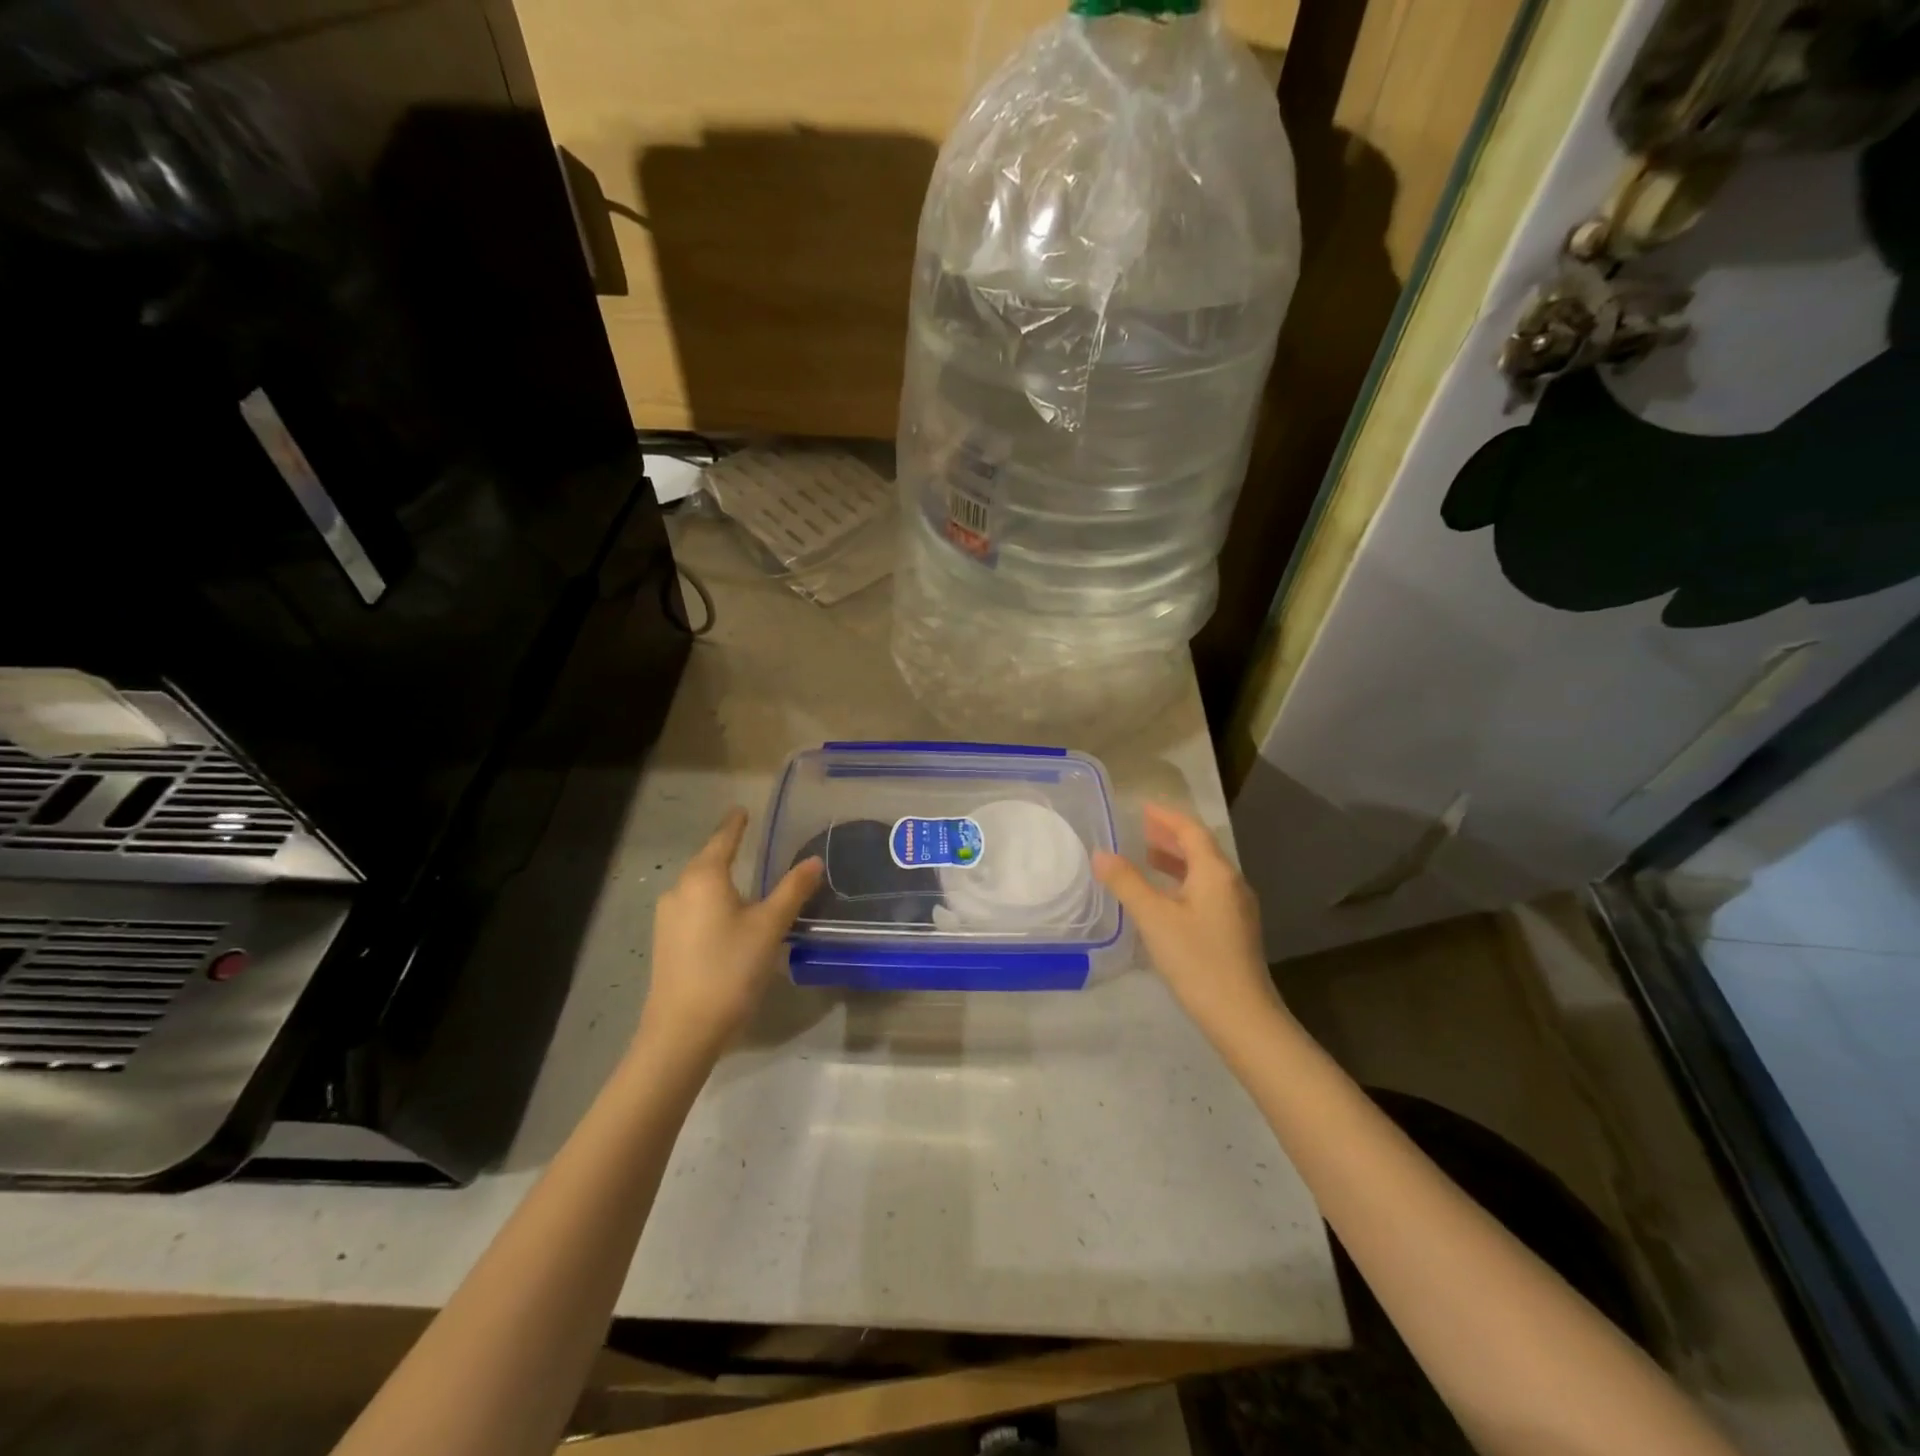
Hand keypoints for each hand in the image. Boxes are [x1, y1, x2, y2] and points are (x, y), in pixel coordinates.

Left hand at [639, 808, 822, 1055]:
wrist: (682, 1030)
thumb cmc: (729, 968)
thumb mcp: (770, 927)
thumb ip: (792, 891)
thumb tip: (814, 861)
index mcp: (704, 877)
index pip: (723, 839)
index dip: (735, 825)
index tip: (742, 809)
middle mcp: (680, 890)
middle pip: (707, 861)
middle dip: (727, 850)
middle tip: (749, 840)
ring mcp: (668, 918)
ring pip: (699, 888)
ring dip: (720, 880)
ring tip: (744, 879)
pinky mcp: (666, 943)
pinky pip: (693, 909)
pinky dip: (713, 903)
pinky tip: (728, 917)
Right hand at [1092, 803, 1283, 1039]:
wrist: (1242, 1016)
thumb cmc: (1197, 960)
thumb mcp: (1154, 918)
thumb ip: (1127, 883)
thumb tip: (1100, 854)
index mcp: (1215, 873)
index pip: (1191, 831)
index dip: (1166, 817)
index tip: (1142, 808)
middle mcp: (1231, 884)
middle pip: (1200, 848)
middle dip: (1170, 836)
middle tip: (1140, 828)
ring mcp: (1236, 909)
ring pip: (1204, 872)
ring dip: (1176, 860)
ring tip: (1147, 857)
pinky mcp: (1234, 930)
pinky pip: (1206, 891)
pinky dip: (1183, 882)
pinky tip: (1165, 898)